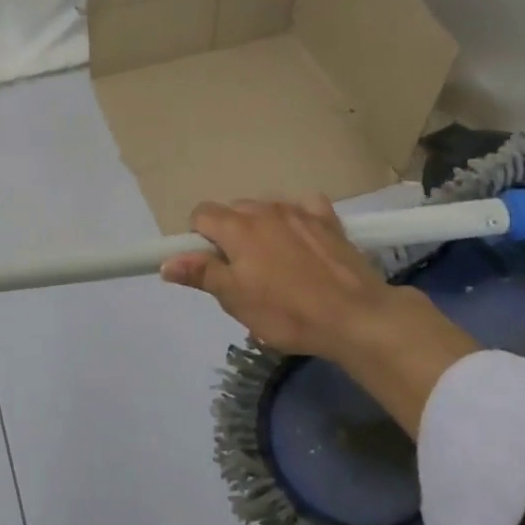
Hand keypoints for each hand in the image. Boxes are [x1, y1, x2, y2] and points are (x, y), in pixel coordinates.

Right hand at [161, 196, 409, 360]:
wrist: (356, 316)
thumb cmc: (287, 312)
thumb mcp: (236, 300)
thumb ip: (201, 274)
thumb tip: (167, 261)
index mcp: (237, 227)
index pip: (201, 214)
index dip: (199, 238)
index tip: (211, 265)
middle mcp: (264, 209)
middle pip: (233, 210)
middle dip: (230, 233)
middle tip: (242, 272)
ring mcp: (299, 211)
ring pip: (266, 209)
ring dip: (262, 228)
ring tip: (276, 263)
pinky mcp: (328, 219)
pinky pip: (304, 208)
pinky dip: (297, 220)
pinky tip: (304, 242)